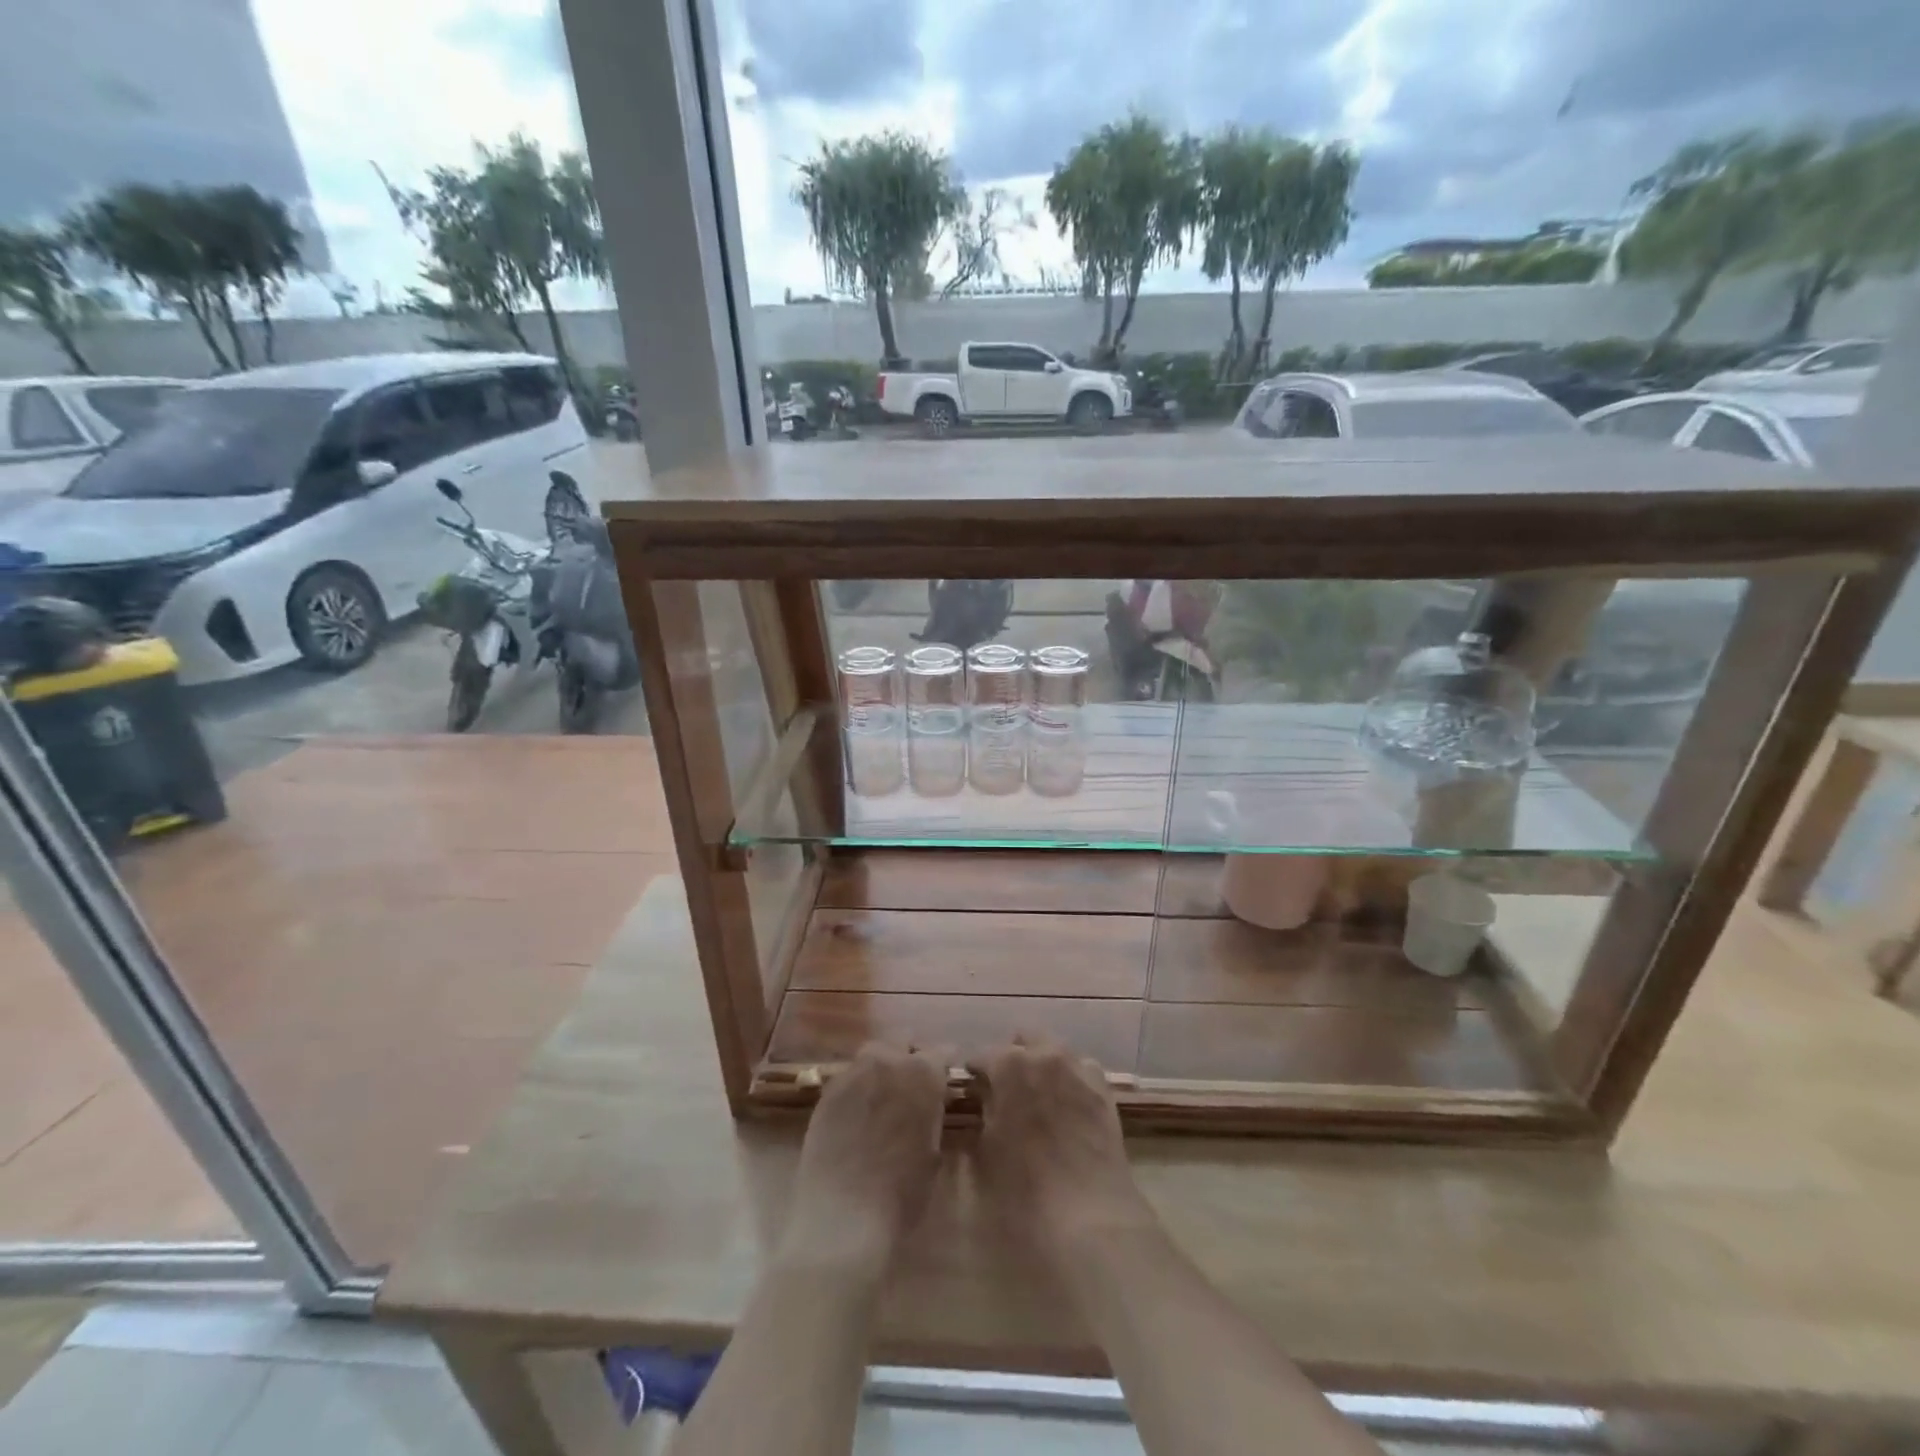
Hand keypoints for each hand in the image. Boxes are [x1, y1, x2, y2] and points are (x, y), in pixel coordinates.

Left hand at [779, 1042, 949, 1282]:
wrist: (843, 1217)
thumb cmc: (902, 1193)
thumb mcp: (933, 1152)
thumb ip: (932, 1114)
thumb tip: (931, 1103)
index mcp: (923, 1073)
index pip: (941, 1052)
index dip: (944, 1066)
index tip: (945, 1079)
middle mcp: (887, 1061)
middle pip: (901, 1041)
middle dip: (908, 1056)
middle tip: (911, 1085)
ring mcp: (852, 1073)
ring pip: (871, 1055)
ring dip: (880, 1067)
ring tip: (881, 1096)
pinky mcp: (826, 1092)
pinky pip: (847, 1078)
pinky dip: (856, 1088)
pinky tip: (856, 1114)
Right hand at [968, 1035, 1158, 1261]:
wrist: (1089, 1216)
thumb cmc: (1024, 1188)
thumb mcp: (986, 1150)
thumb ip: (984, 1111)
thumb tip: (984, 1096)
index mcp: (1009, 1064)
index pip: (982, 1055)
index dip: (974, 1073)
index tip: (970, 1091)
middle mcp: (1046, 1054)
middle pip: (1024, 1040)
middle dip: (1012, 1057)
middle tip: (1004, 1090)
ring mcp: (1079, 1069)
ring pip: (1055, 1050)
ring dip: (1042, 1064)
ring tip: (1037, 1097)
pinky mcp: (1104, 1090)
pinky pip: (1082, 1070)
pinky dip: (1070, 1079)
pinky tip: (1066, 1106)